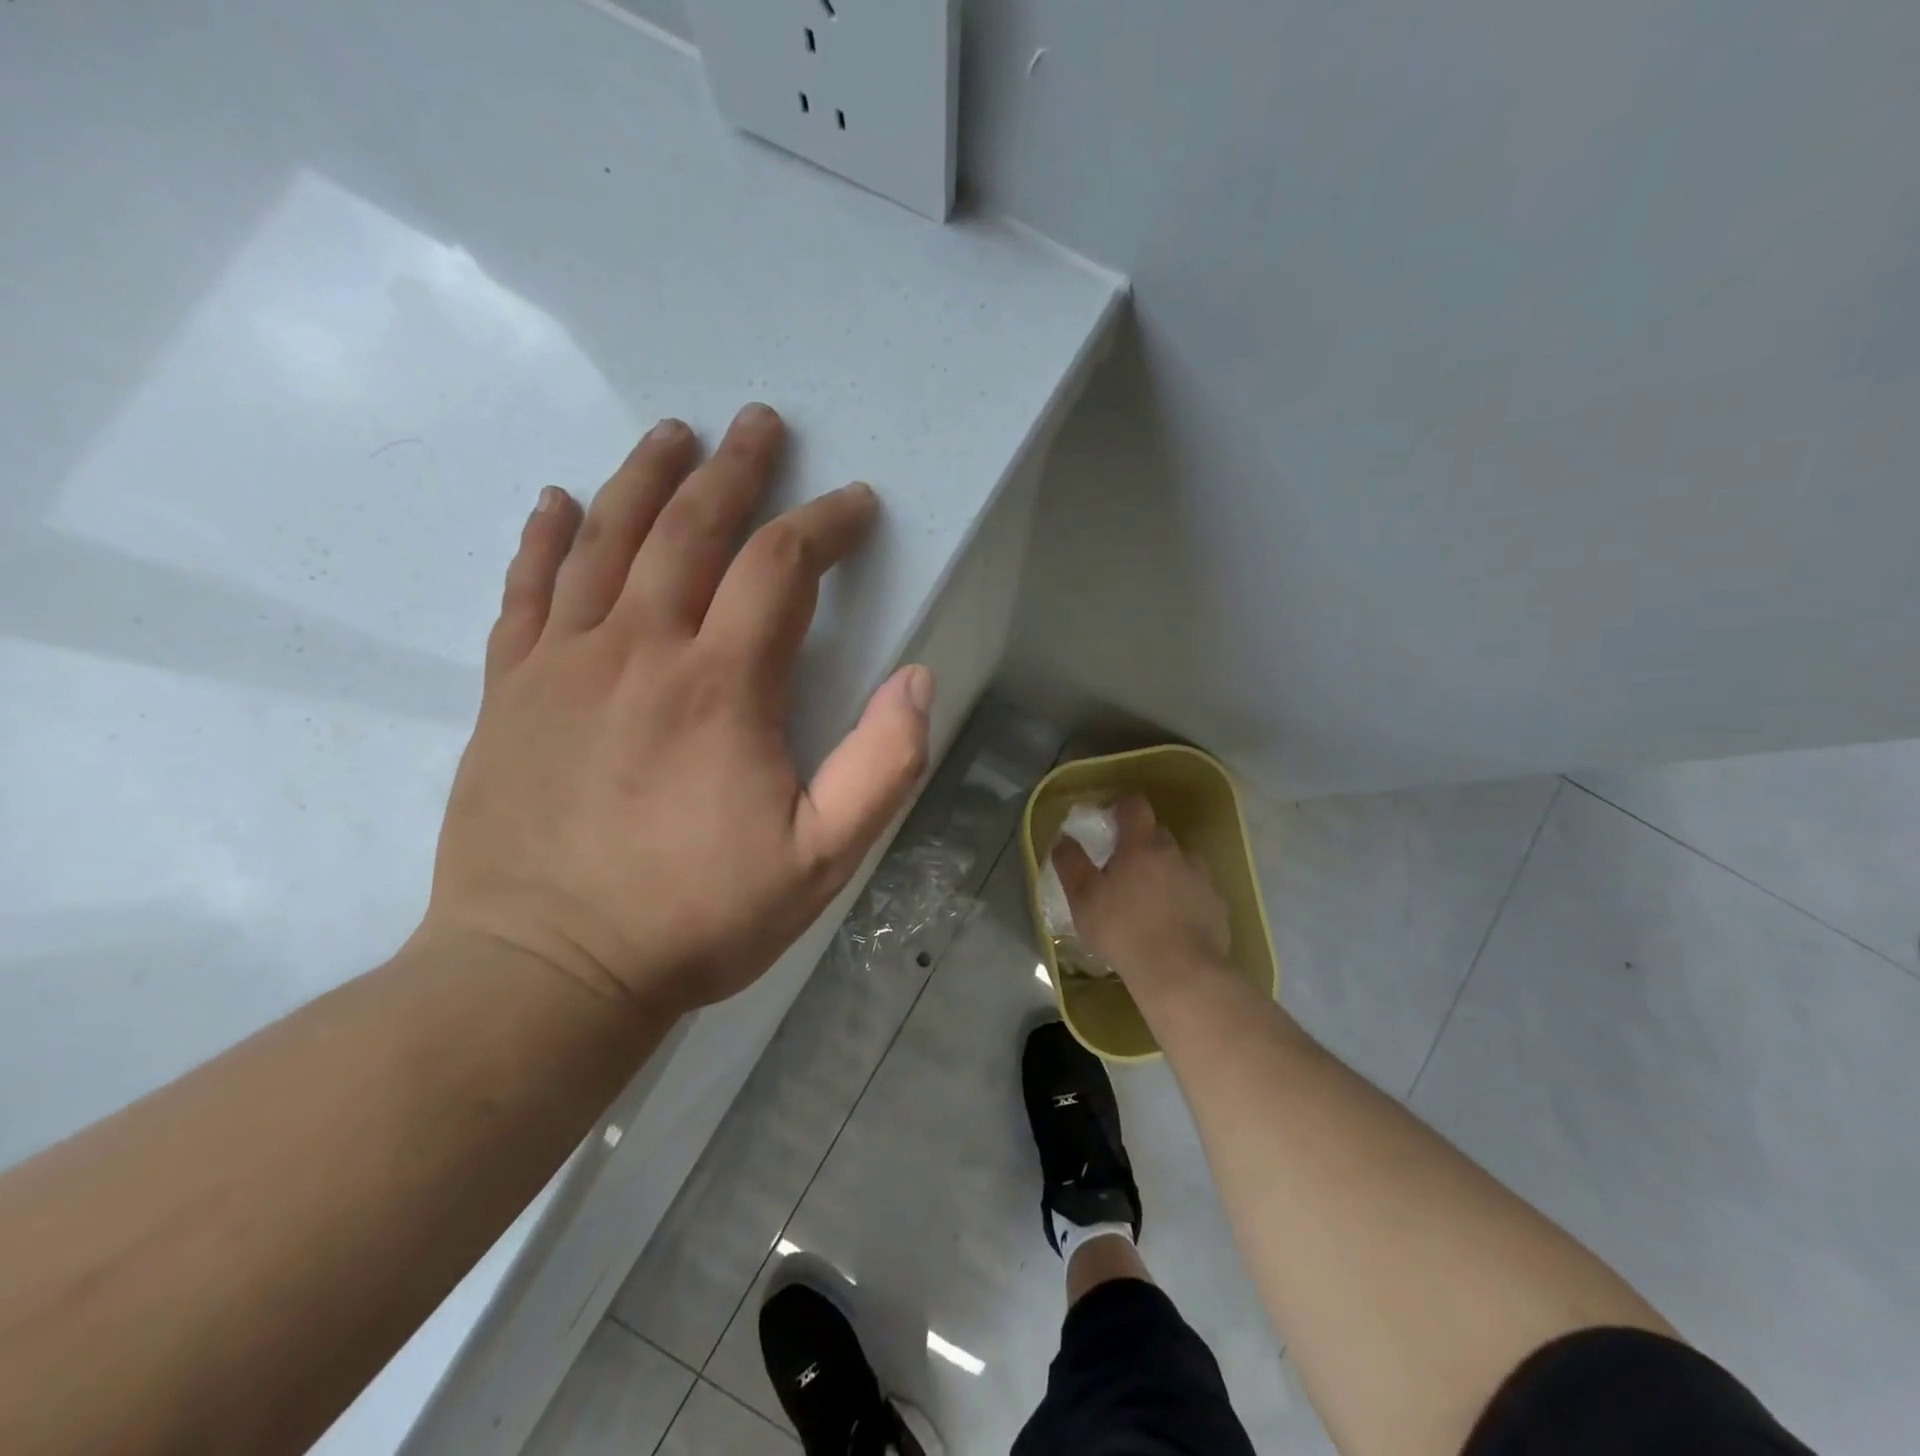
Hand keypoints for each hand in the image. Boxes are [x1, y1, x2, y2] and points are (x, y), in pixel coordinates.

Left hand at [421, 404, 932, 1013]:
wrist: (544, 971)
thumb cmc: (694, 917)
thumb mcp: (821, 859)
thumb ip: (881, 765)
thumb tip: (915, 677)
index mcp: (721, 685)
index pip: (782, 567)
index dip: (825, 525)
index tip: (855, 506)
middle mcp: (639, 648)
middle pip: (690, 528)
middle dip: (736, 470)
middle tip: (760, 425)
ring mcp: (563, 663)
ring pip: (603, 538)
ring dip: (644, 478)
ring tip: (672, 435)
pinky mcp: (509, 691)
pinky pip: (524, 591)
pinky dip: (542, 537)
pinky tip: (556, 501)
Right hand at [1051, 796, 1230, 989]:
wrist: (1181, 973)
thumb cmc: (1123, 930)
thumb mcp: (1083, 899)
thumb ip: (1071, 863)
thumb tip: (1063, 838)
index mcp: (1142, 844)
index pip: (1135, 806)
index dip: (1122, 805)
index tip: (1110, 817)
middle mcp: (1176, 853)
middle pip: (1158, 835)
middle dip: (1141, 844)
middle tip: (1123, 868)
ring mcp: (1202, 879)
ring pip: (1181, 863)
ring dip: (1166, 871)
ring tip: (1151, 899)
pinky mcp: (1218, 907)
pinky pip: (1197, 892)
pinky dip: (1185, 899)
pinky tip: (1174, 923)